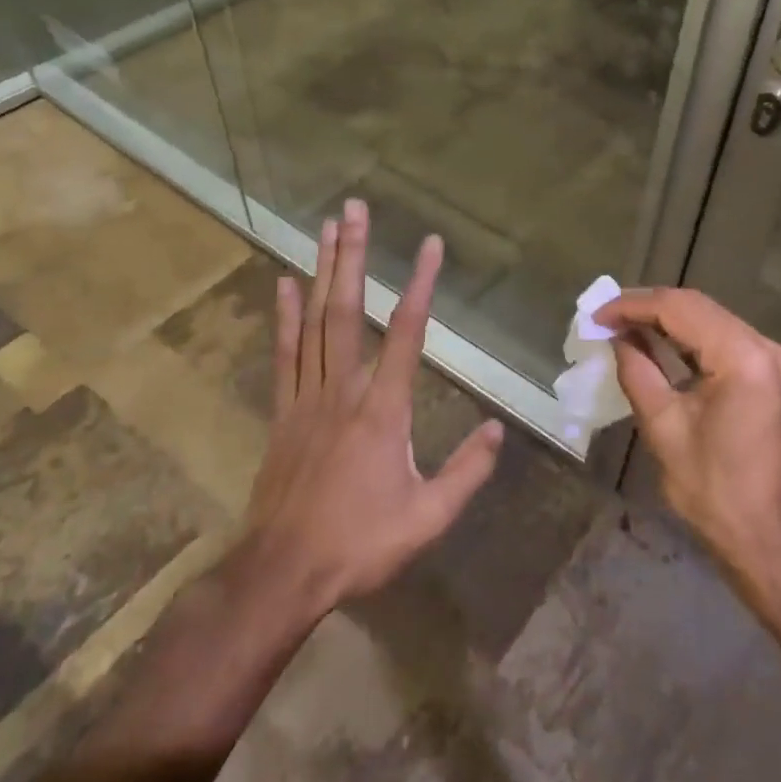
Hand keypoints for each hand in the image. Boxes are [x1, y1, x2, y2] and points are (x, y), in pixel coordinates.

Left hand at [235, 199, 502, 619]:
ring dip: (321, 271)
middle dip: (352, 255)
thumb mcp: (428, 517)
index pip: (406, 333)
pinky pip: (285, 354)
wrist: (282, 573)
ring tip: (326, 227)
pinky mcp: (283, 412)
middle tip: (354, 208)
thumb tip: (498, 430)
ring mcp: (307, 398)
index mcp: (383, 410)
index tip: (429, 246)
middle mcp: (343, 390)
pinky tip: (284, 284)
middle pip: (347, 310)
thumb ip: (467, 471)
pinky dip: (284, 316)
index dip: (420, 284)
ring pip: (314, 322)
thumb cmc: (360, 544)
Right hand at [597, 289, 780, 582]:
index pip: (681, 309)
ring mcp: (776, 360)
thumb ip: (637, 371)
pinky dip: (690, 338)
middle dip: (649, 307)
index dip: (634, 306)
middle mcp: (767, 348)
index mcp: (744, 358)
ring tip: (624, 325)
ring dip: (668, 319)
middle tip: (606, 317)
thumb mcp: (663, 427)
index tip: (597, 315)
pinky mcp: (774, 374)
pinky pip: (726, 340)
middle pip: (699, 307)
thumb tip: (616, 337)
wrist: (767, 539)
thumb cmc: (712, 490)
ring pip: (713, 319)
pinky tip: (659, 342)